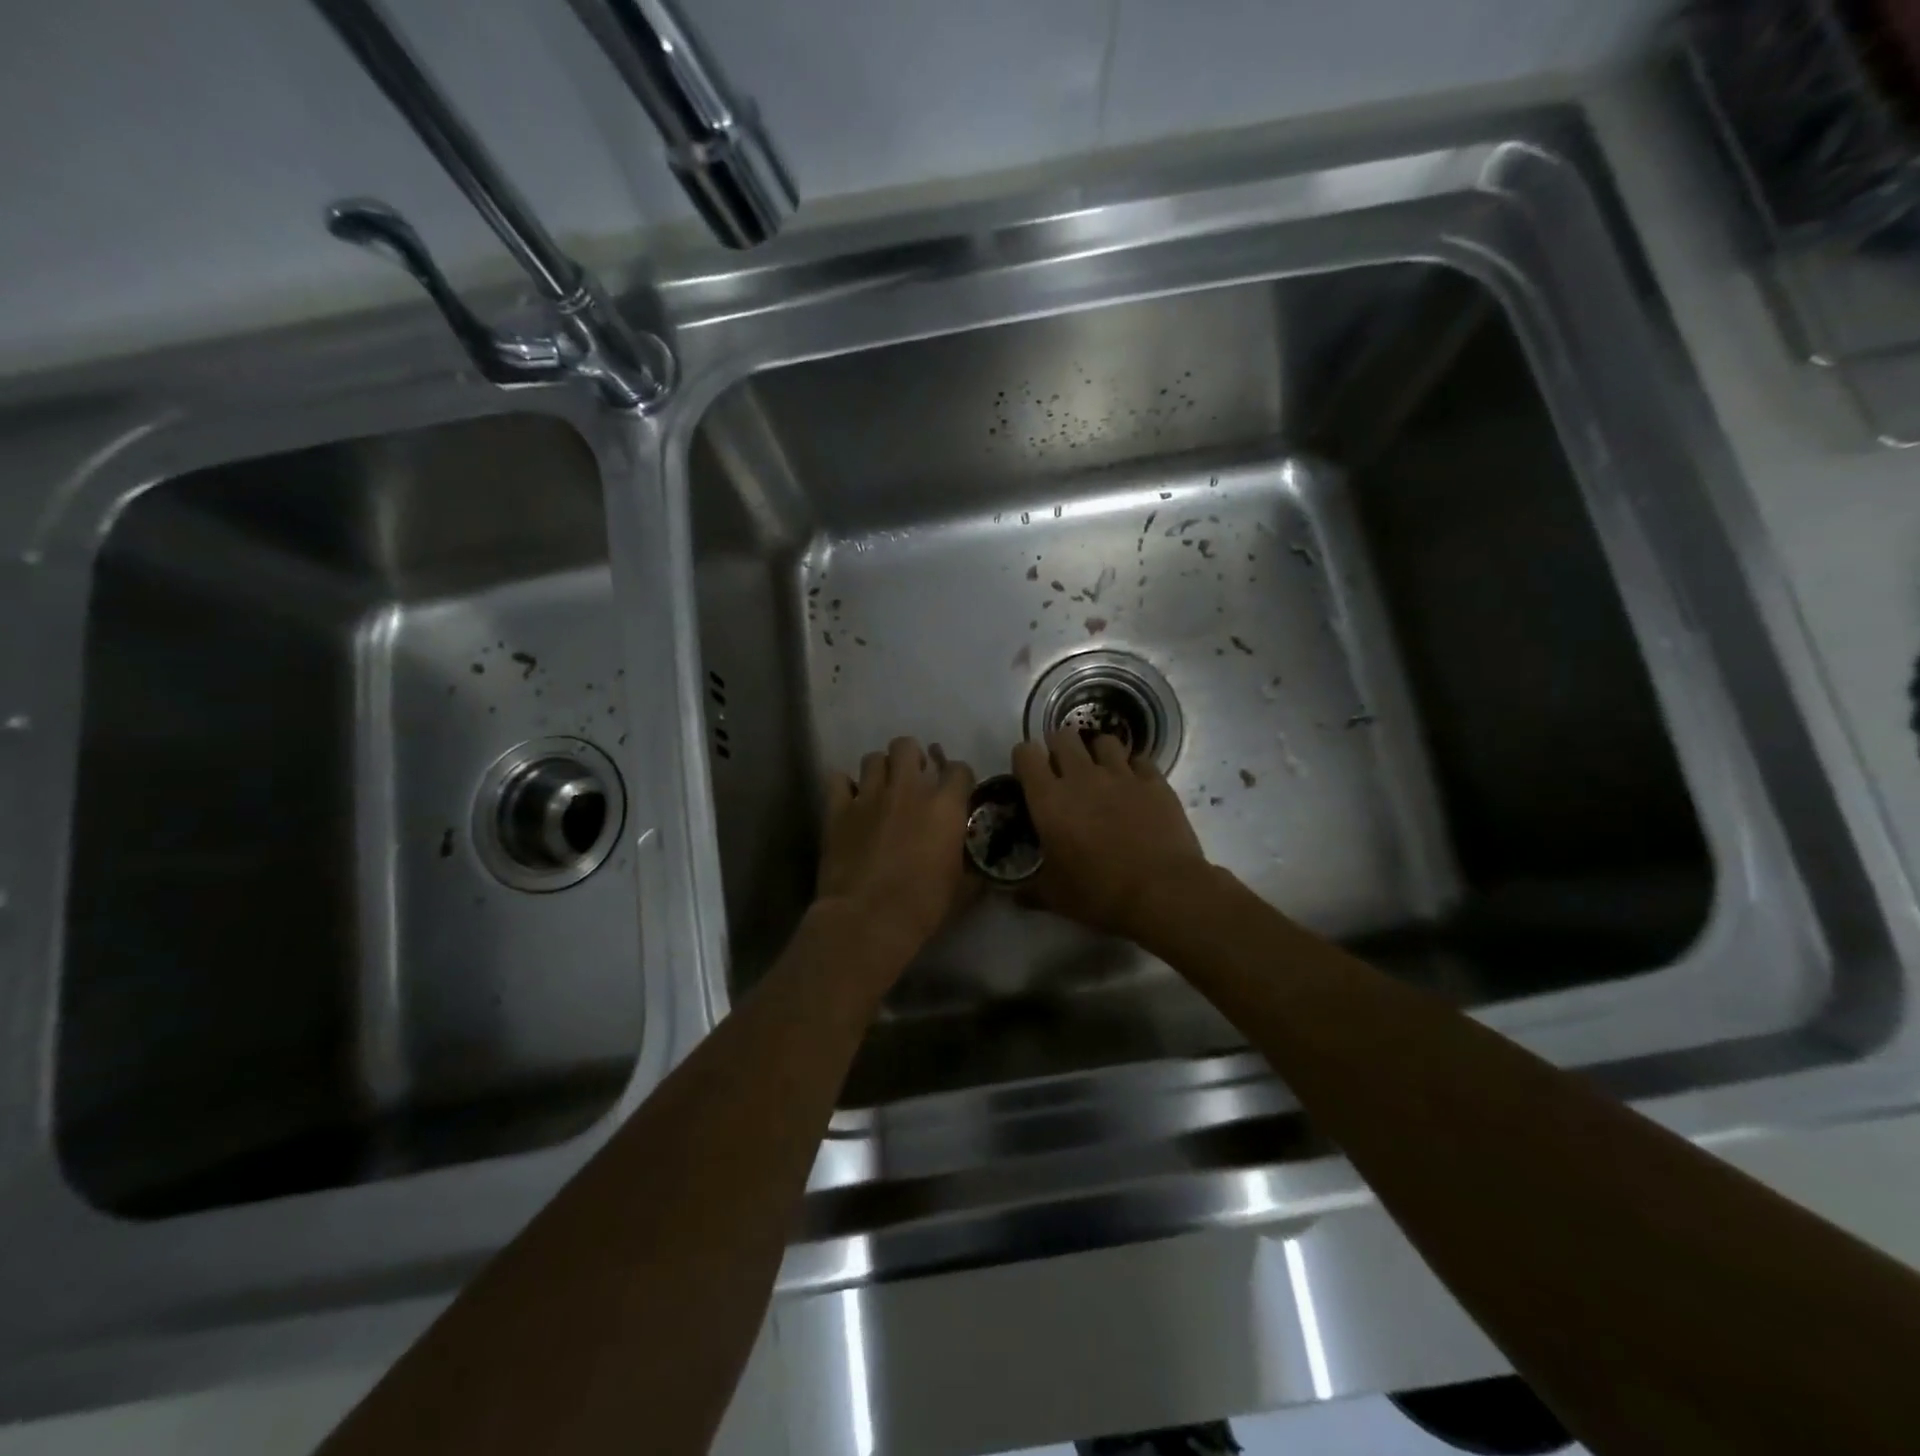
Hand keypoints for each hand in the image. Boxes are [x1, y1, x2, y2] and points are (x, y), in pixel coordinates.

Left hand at [818, 737, 975, 952]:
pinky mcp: (837, 809)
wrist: (867, 920)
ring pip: (873, 757)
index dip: (959, 778)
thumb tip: (979, 866)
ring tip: (881, 790)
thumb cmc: (922, 906)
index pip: (959, 769)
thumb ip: (970, 865)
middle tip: (913, 781)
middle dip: (912, 758)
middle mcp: (907, 789)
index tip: (956, 791)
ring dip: (880, 770)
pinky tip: (850, 801)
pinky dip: (845, 786)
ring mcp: (869, 795)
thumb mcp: (962, 888)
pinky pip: (839, 779)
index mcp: (944, 806)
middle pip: (908, 746)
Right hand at [1012, 729, 1209, 937]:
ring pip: (1103, 741)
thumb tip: (1012, 895)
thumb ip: (1029, 890)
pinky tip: (1134, 786)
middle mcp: (1081, 776)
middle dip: (1060, 749)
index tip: (1029, 777)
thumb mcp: (1055, 897)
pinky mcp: (1154, 781)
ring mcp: (1121, 774)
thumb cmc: (1100, 893)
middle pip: (1064, 736)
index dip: (1025, 760)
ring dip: (1097, 753)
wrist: (1163, 892)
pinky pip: (1140, 760)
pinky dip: (1133, 768)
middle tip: (1063, 773)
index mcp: (1049, 800)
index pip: (1026, 754)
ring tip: (1100, 773)